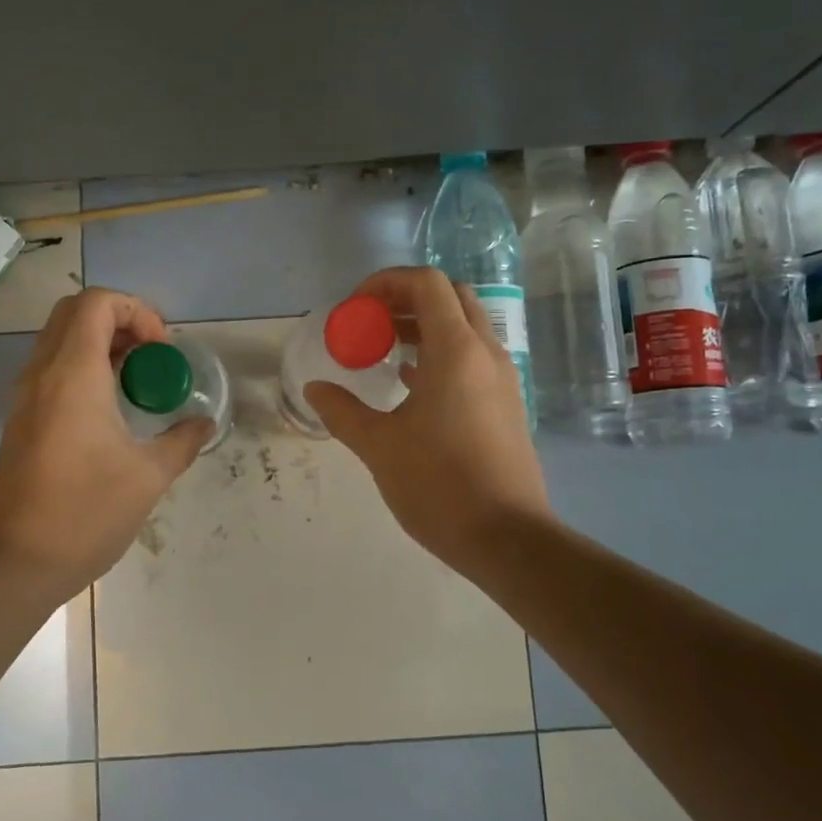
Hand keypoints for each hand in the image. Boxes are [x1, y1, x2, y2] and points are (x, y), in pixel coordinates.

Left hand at [0, 288, 210, 601]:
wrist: (15, 564)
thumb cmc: (85, 514)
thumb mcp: (148, 477)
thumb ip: (182, 441)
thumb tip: (204, 423)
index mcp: (72, 375)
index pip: (97, 303)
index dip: (137, 311)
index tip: (162, 350)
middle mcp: (41, 374)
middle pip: (74, 313)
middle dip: (119, 321)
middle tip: (150, 356)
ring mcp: (23, 397)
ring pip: (58, 341)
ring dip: (99, 345)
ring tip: (135, 382)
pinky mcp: (18, 421)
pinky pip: (50, 371)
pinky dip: (81, 369)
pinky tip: (109, 410)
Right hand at [306, 267, 550, 573]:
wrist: (506, 538)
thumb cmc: (438, 485)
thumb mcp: (378, 446)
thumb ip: (342, 411)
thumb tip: (315, 389)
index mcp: (456, 350)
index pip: (426, 283)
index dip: (386, 283)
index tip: (355, 309)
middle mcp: (485, 353)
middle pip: (450, 297)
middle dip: (406, 299)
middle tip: (370, 323)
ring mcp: (502, 378)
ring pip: (465, 327)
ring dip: (425, 326)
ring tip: (384, 350)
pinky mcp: (506, 403)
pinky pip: (473, 357)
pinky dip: (442, 353)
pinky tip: (411, 383)